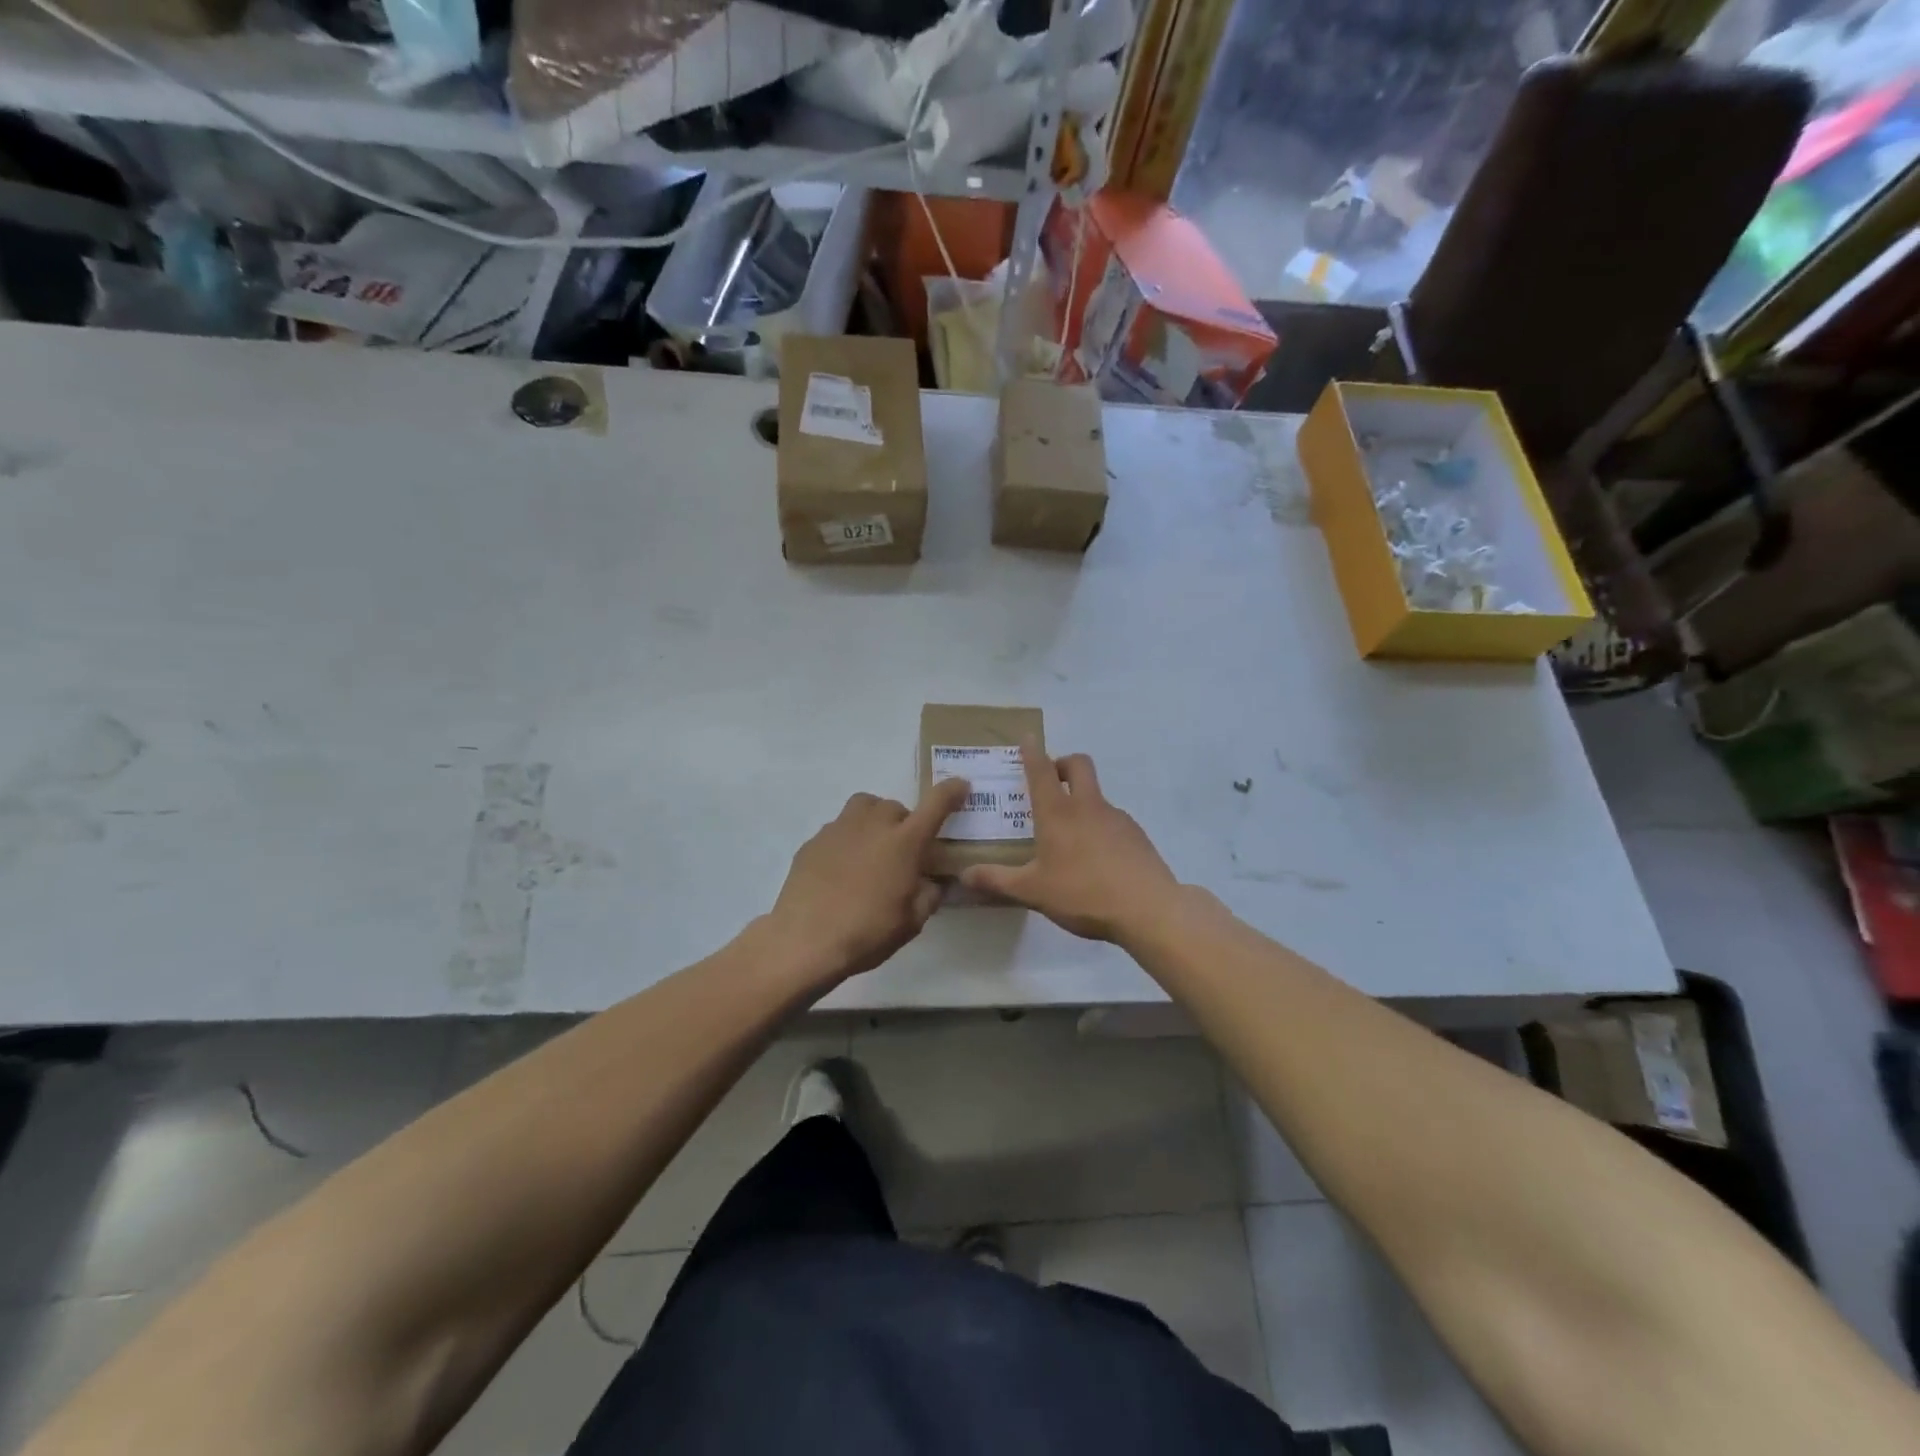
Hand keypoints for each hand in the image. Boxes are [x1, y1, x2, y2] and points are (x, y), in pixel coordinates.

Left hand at [766, 777, 973, 983]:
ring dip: (874, 820)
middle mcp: (873, 825)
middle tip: (903, 852)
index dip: (951, 792)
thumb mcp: (912, 922)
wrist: (804, 940)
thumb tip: (930, 882)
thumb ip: (928, 895)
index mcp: (905, 842)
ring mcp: (839, 829)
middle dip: (904, 823)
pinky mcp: (813, 841)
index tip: (961, 786)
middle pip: (895, 806)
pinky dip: (847, 840)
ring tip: (872, 849)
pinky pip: (838, 829)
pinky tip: (842, 870)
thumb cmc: (867, 932)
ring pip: (864, 807)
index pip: (936, 804)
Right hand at [960, 743, 1178, 942]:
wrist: (1148, 908)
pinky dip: (1100, 827)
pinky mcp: (1136, 835)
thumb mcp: (1032, 891)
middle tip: (1051, 782)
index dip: (1032, 752)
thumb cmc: (1082, 893)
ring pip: (1097, 794)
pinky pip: (1113, 820)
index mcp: (1057, 813)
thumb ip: (997, 881)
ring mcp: (1116, 818)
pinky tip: (1096, 860)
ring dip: (1082, 800)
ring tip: (1070, 837)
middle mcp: (1087, 806)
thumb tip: (964, 875)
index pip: (1041, 770)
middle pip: (1078, 764)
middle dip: (1063, 763)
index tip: (1027, 738)